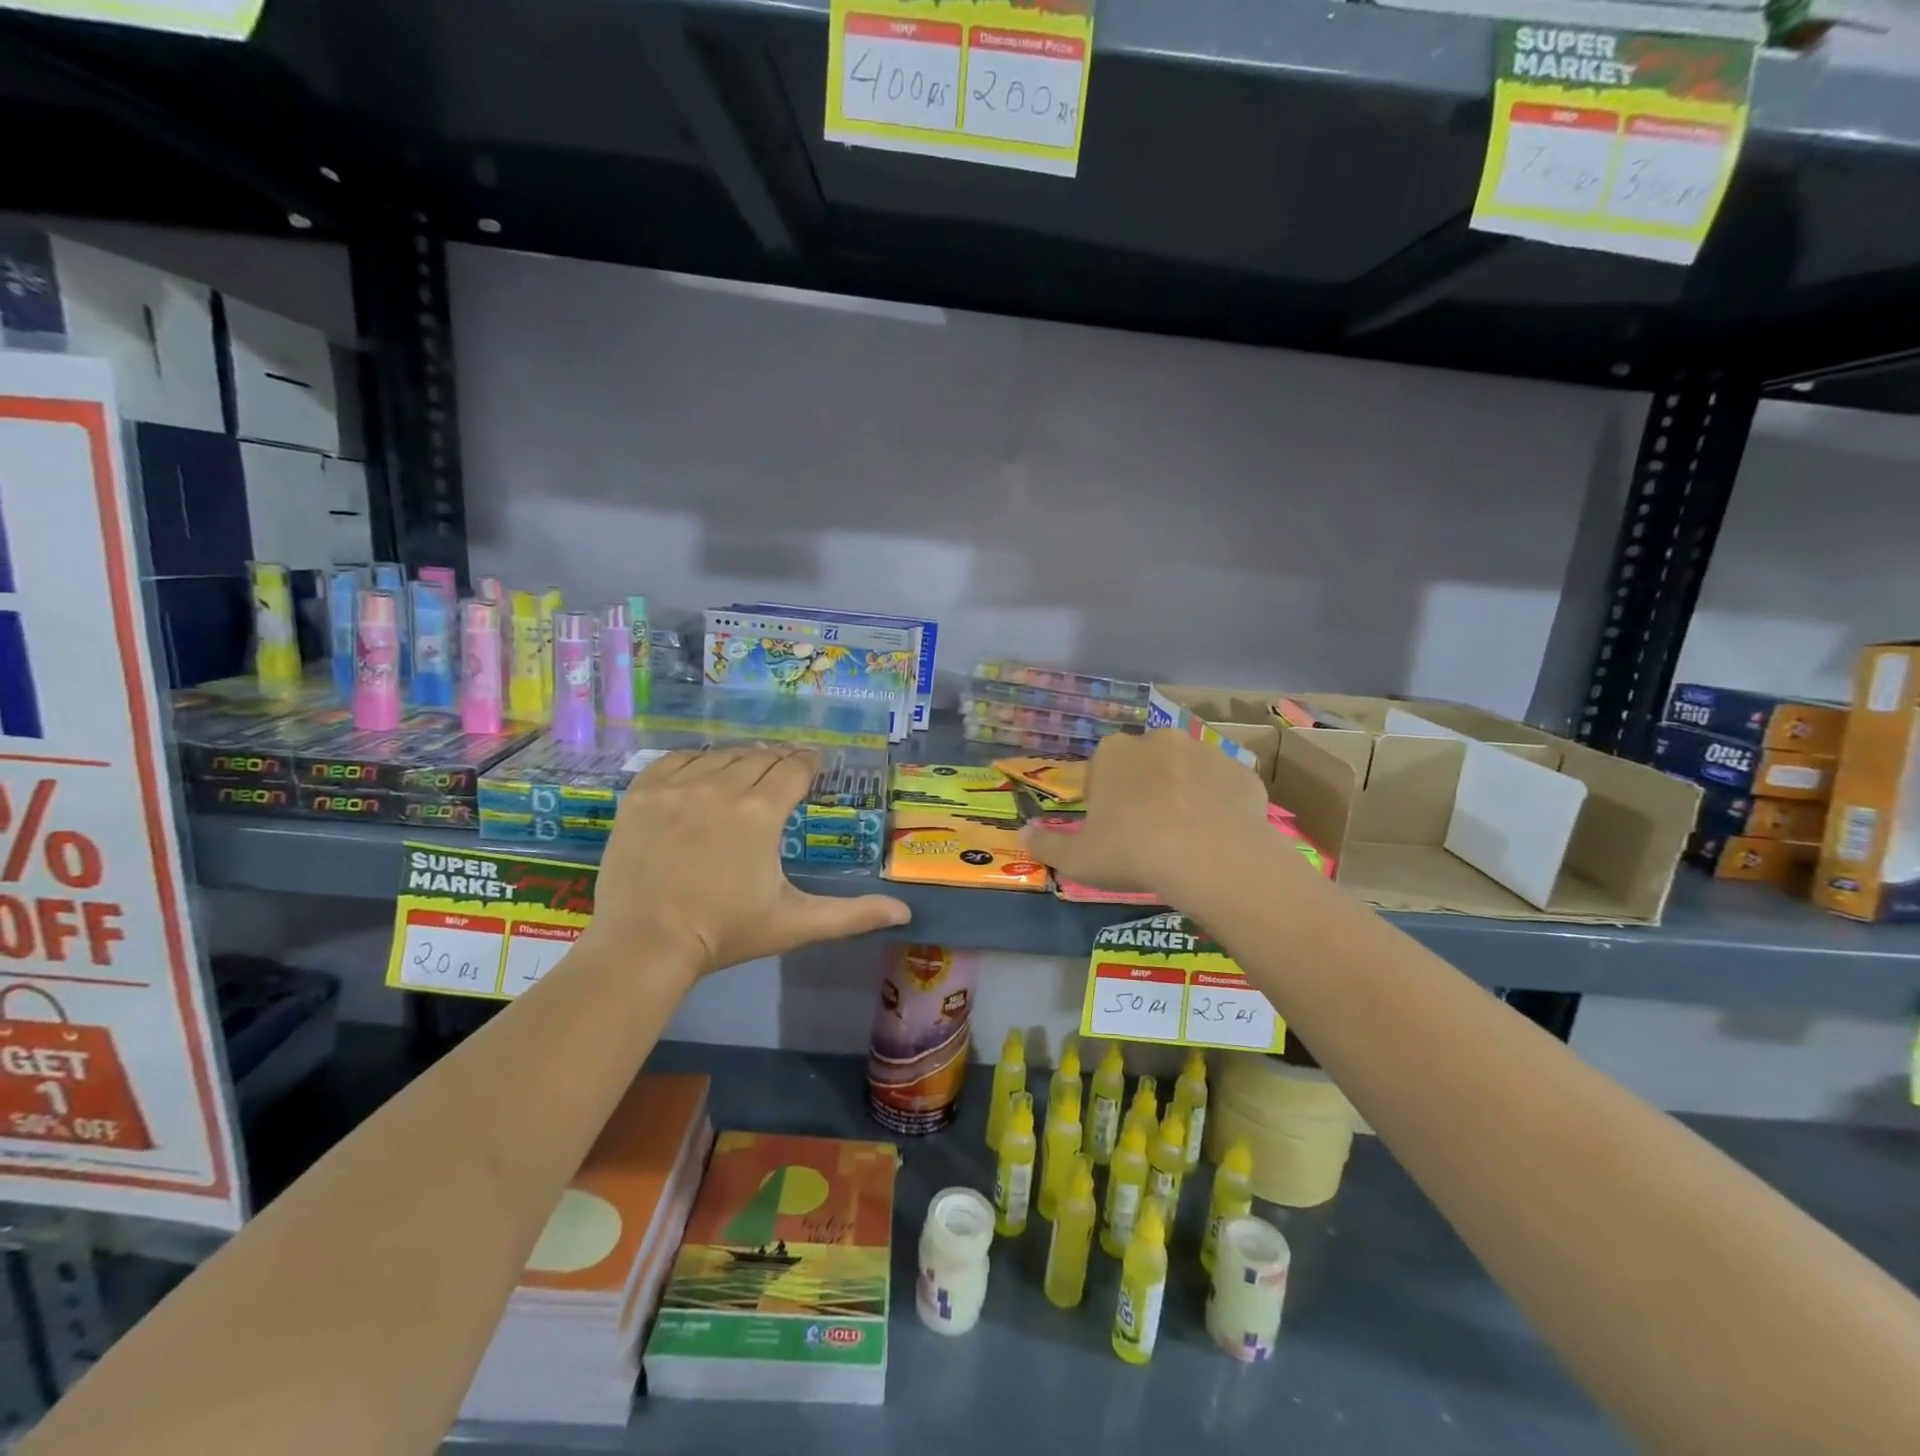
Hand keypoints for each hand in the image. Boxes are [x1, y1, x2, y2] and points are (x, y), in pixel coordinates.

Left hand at [583, 747, 910, 975]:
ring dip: (739, 762)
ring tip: (743, 777)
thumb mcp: (795, 923)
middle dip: (776, 764)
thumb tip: (904, 913)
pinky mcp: (642, 792)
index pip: (794, 768)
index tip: (812, 768)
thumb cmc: (725, 933)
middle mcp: (722, 786)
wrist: (644, 945)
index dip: (808, 764)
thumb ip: (852, 914)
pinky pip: (676, 758)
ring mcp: (677, 786)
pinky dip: (695, 762)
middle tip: (780, 778)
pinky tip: (701, 776)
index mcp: (762, 812)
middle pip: (760, 757)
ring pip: (721, 755)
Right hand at [1022, 729, 1273, 904]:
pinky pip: (1224, 787)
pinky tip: (1218, 837)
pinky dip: (1220, 805)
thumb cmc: (1132, 851)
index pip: (1102, 767)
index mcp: (1115, 753)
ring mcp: (1206, 752)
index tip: (1110, 827)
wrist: (1210, 858)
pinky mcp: (1243, 773)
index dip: (1104, 797)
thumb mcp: (1078, 859)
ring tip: (1186, 837)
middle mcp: (1159, 740)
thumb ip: (1046, 845)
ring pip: (1188, 771)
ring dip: (1184, 792)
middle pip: (1146, 763)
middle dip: (1145, 788)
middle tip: (1147, 832)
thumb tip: (1023, 834)